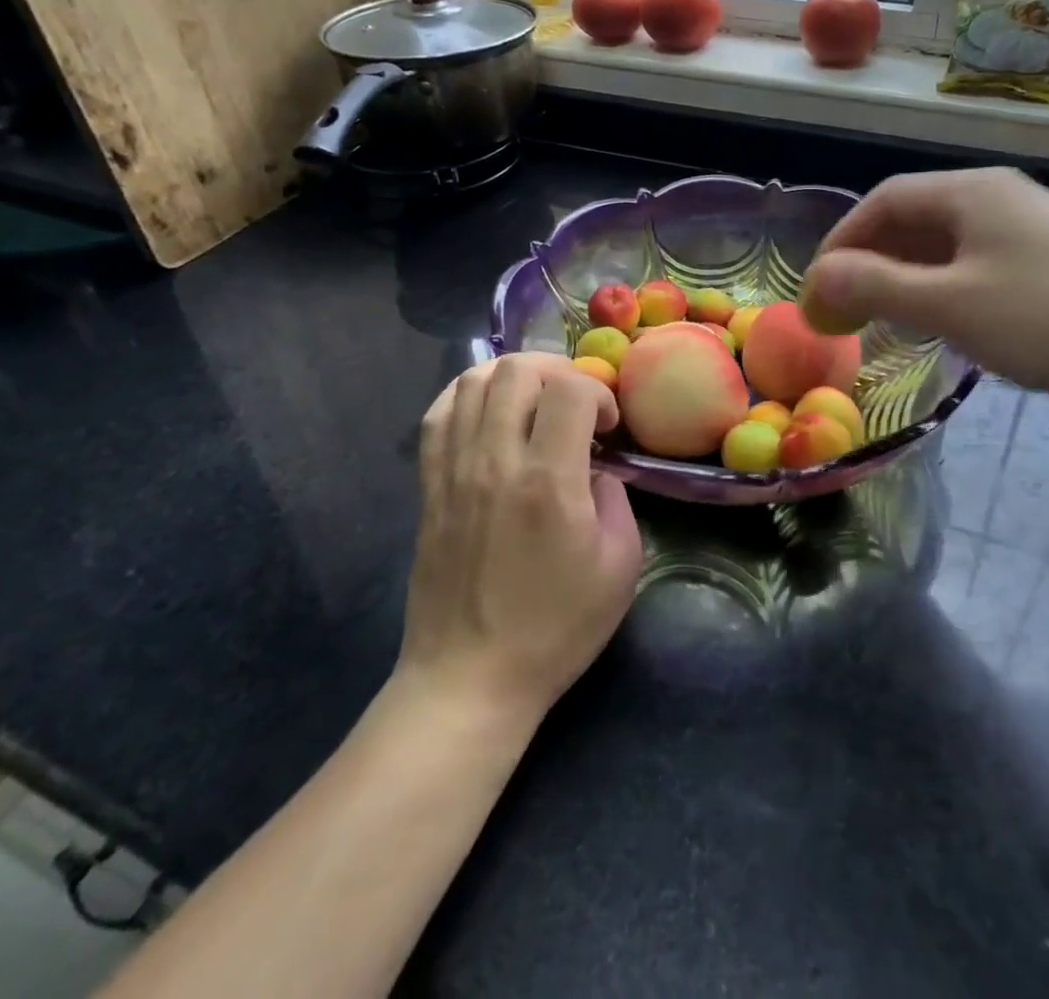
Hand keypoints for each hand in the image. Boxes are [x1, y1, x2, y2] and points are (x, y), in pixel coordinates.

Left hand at [398, 353, 642, 725]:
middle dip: (557, 371)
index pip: (570, 390)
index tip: (608, 426)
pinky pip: (438, 414)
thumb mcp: (619, 567)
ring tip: (534, 402)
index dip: (599, 392)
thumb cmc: (555, 627)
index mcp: (549, 482)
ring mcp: (454, 471)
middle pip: (517, 371)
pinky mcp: (429, 486)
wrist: (469, 677)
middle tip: (574, 403)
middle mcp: (495, 462)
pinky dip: (467, 395)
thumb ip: (615, 499)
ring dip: (512, 377)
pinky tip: (489, 412)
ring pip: (473, 381)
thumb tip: (594, 466)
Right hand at [800, 168, 1048, 423]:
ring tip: (881, 317)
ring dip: (905, 276)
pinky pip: (978, 263)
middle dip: (870, 261)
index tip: (818, 288)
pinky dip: (943, 286)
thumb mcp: (952, 305)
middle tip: (843, 308)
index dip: (841, 242)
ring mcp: (1032, 228)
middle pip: (914, 219)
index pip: (883, 201)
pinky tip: (942, 319)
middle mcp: (1001, 197)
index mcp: (973, 191)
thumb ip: (878, 287)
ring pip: (947, 244)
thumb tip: (819, 277)